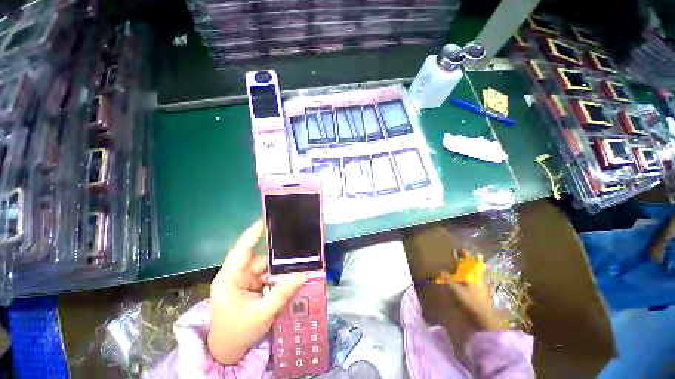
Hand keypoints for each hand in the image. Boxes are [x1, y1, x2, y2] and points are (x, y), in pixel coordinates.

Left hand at [207, 220, 305, 364]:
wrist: (228, 352)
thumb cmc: (238, 332)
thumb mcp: (262, 313)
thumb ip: (282, 293)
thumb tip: (303, 274)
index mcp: (229, 279)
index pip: (241, 250)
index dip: (253, 234)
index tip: (266, 220)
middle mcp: (235, 275)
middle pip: (259, 259)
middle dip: (277, 256)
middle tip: (295, 246)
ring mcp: (243, 280)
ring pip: (265, 267)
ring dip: (279, 268)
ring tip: (297, 262)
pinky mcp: (249, 286)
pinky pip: (266, 275)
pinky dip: (277, 276)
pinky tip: (289, 274)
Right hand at [443, 251, 507, 331]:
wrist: (487, 317)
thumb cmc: (473, 302)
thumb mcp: (458, 291)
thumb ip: (449, 281)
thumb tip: (441, 271)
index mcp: (474, 274)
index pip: (469, 259)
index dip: (464, 253)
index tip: (458, 249)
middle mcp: (479, 276)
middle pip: (472, 265)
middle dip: (465, 261)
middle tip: (456, 258)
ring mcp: (482, 283)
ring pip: (474, 272)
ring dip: (467, 269)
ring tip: (458, 268)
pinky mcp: (483, 290)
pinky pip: (475, 279)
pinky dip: (469, 277)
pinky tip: (464, 281)